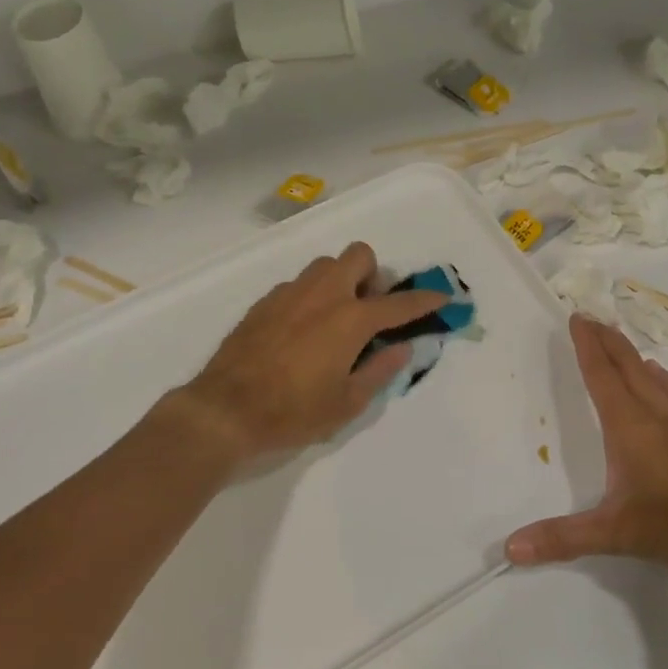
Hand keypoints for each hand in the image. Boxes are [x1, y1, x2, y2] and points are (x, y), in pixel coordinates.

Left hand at [173, 242, 449, 461]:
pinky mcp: (264, 302)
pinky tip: (302, 331)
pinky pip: (298, 285)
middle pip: (359, 255)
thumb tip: (402, 348)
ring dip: (340, 281)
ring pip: (325, 265)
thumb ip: (380, 370)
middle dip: (373, 275)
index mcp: (350, 319)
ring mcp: (290, 293)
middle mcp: (323, 295)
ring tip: (336, 319)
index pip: (399, 303)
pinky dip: (311, 297)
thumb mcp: (347, 403)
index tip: (442, 297)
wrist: (225, 410)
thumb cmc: (293, 412)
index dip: (425, 300)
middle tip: (370, 309)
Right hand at [506, 315, 667, 575]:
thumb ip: (563, 538)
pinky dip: (659, 377)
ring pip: (651, 375)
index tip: (577, 318)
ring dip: (630, 353)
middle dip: (606, 340)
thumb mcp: (614, 534)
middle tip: (590, 317)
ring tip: (617, 339)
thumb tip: (511, 548)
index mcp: (628, 425)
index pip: (601, 375)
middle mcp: (653, 414)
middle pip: (626, 365)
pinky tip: (659, 377)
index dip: (587, 346)